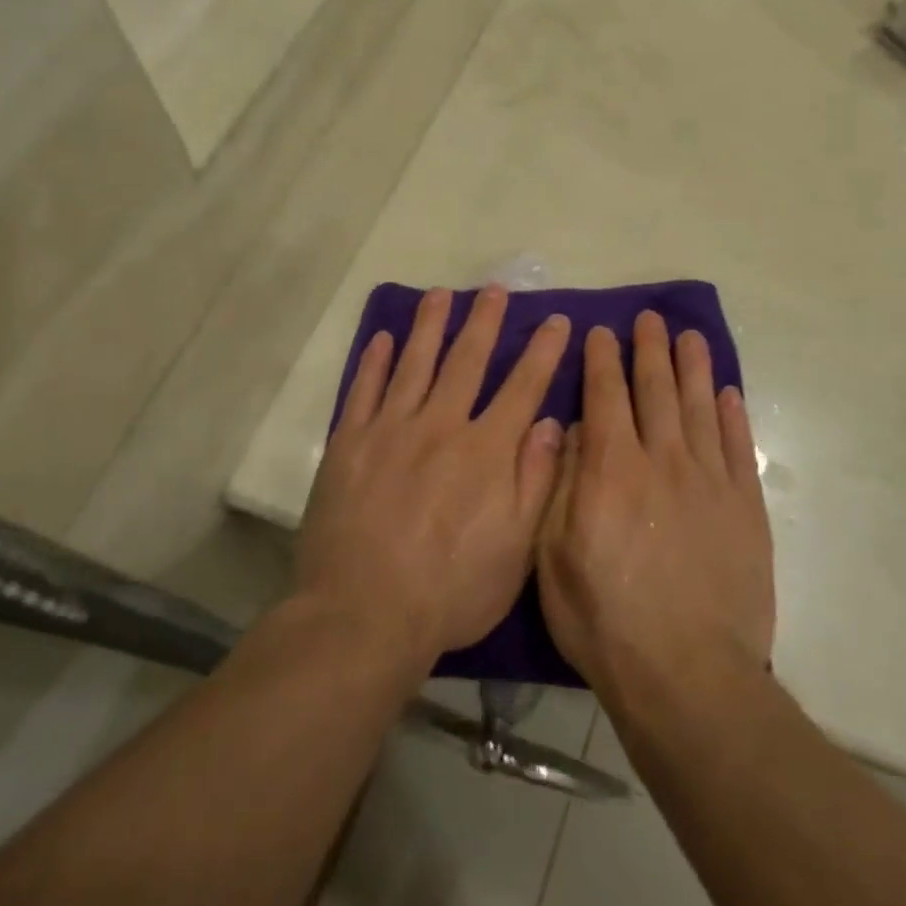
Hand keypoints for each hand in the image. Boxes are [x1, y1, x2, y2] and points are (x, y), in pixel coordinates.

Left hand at [296, 285, 570, 670]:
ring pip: (415, 363)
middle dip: (485, 322)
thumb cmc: (451, 591)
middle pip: (466, 361)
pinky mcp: (349, 445)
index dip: (543, 351)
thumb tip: (550, 423)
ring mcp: (390, 431)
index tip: (557, 320)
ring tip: (440, 294)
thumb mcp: (515, 550)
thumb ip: (535, 481)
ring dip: (430, 326)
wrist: (363, 615)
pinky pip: (363, 391)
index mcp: (486, 452)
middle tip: (495, 289)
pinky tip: (382, 338)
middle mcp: (441, 426)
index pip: (523, 387)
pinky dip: (374, 362)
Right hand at [537, 312, 773, 693]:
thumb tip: (573, 430)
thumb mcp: (554, 556)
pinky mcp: (746, 506)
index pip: (605, 396)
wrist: (686, 672)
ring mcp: (710, 481)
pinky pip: (740, 447)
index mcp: (612, 469)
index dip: (602, 360)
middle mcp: (662, 460)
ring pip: (700, 407)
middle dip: (649, 350)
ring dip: (692, 367)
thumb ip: (563, 485)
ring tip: (689, 336)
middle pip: (656, 390)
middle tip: (650, 318)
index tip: (602, 332)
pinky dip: (733, 415)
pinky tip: (727, 393)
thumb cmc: (605, 619)